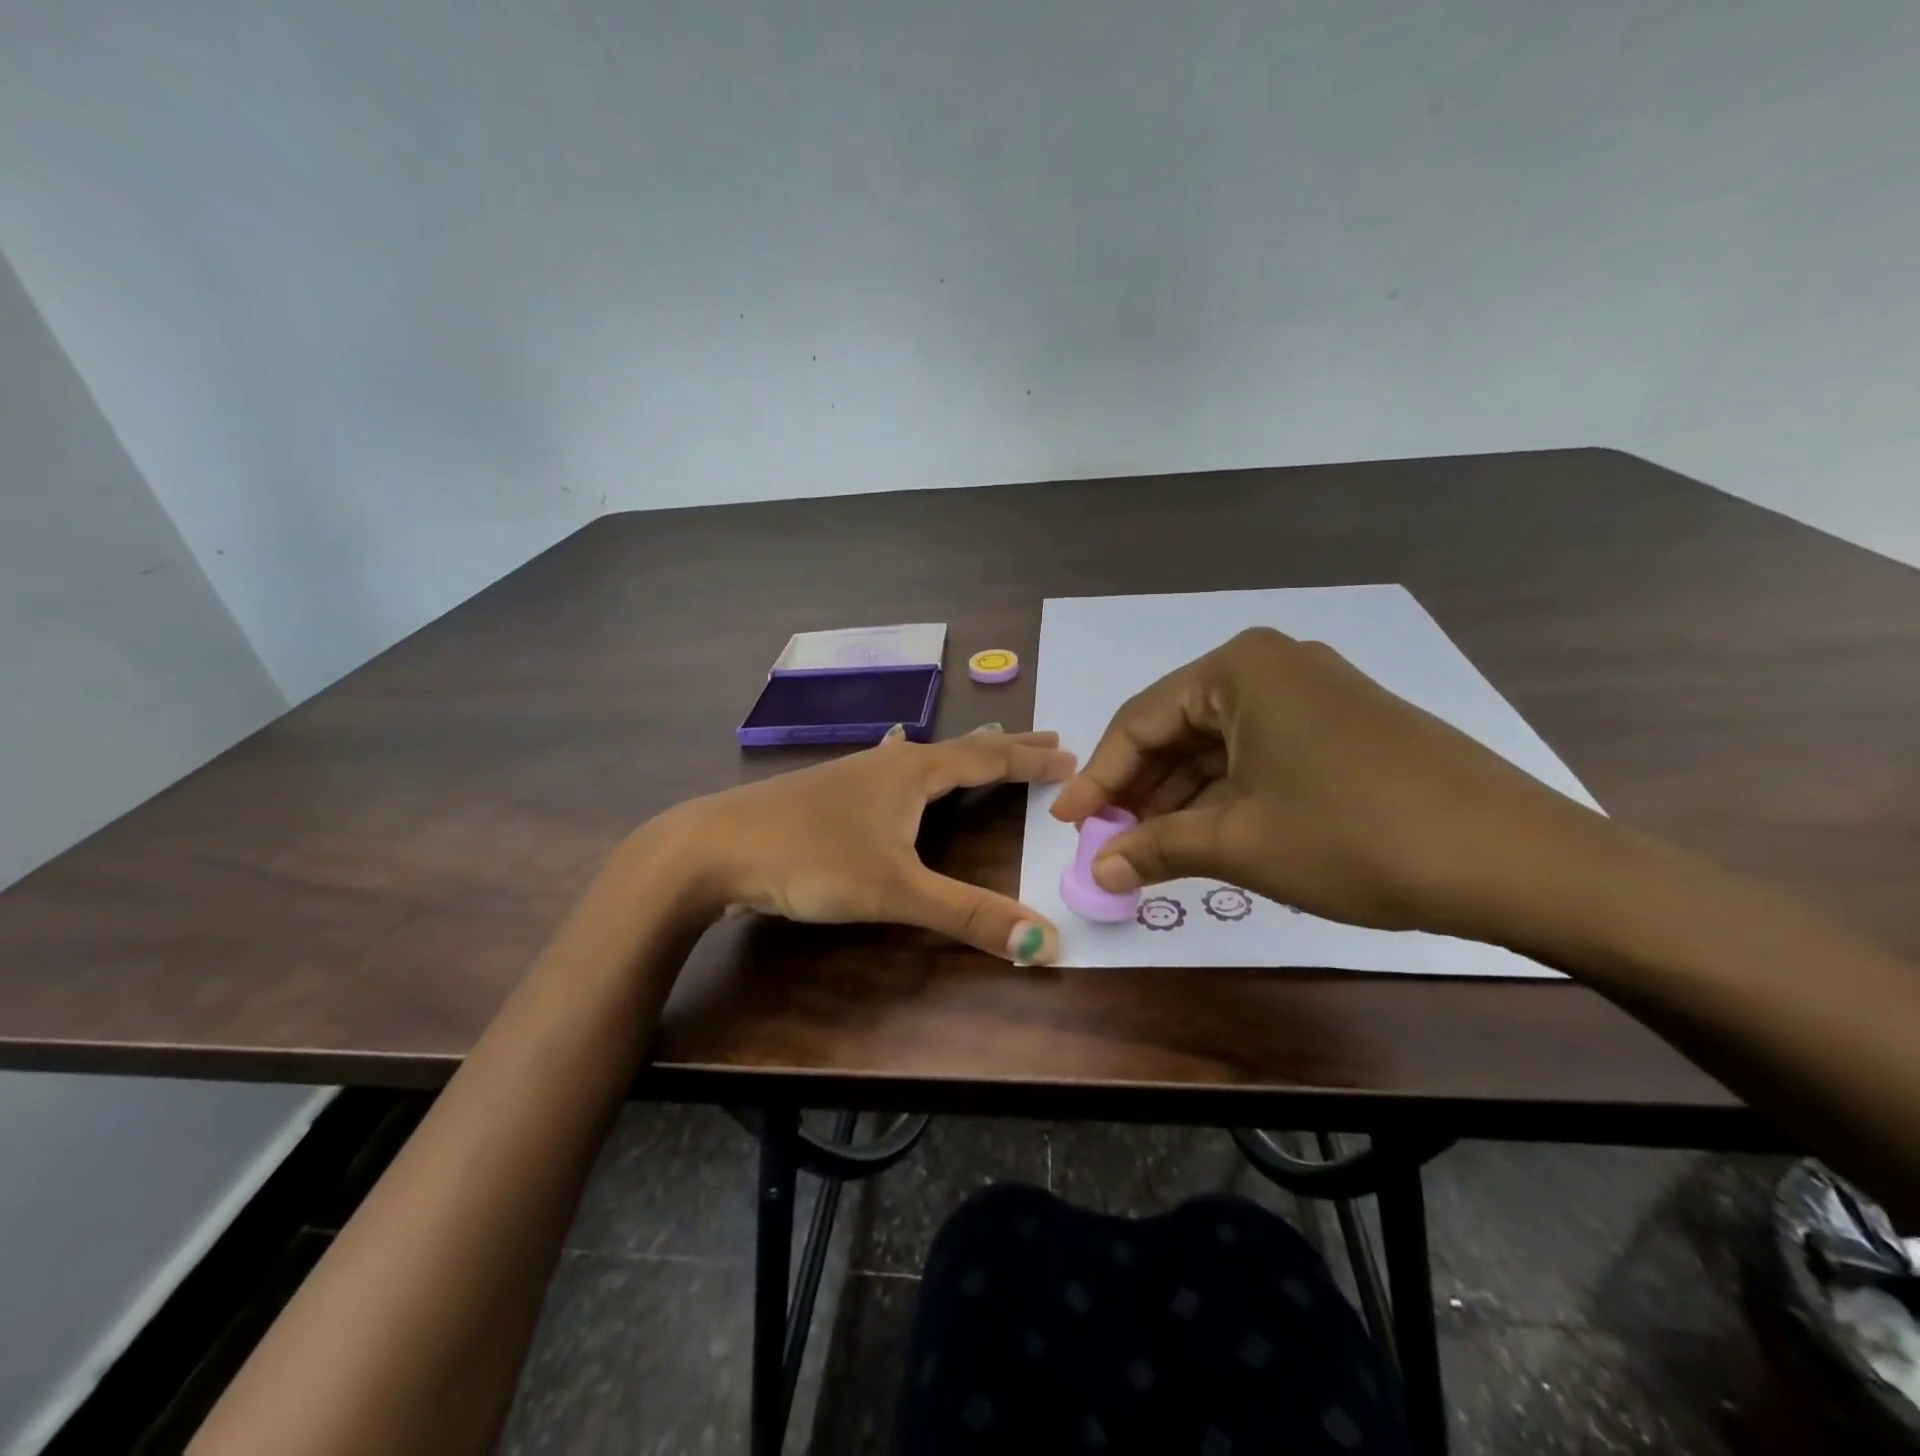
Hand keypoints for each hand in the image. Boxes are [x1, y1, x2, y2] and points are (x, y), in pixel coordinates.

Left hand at [647, 726, 1075, 962]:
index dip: (1030, 759)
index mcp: (913, 772)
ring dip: (963, 754)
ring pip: (924, 755)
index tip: (1072, 755)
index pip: (987, 758)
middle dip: (1006, 747)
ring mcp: (854, 775)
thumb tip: (1046, 943)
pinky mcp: (828, 794)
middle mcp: (888, 762)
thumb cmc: (810, 858)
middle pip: (961, 748)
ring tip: (985, 749)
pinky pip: (892, 769)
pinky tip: (895, 763)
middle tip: (1048, 739)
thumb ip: (968, 915)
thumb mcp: (895, 890)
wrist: (711, 848)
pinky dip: (918, 765)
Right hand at [1049, 628, 1621, 942]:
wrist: (1517, 859)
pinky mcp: (1345, 724)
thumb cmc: (1354, 836)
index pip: (1139, 721)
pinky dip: (1227, 793)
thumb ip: (1156, 848)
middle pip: (1178, 728)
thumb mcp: (1239, 843)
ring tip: (1150, 848)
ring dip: (1181, 796)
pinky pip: (1260, 752)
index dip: (1097, 778)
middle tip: (1107, 840)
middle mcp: (1273, 664)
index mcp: (1238, 668)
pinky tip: (1208, 834)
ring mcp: (1314, 691)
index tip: (1065, 823)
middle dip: (1140, 788)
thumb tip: (1097, 869)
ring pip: (1220, 744)